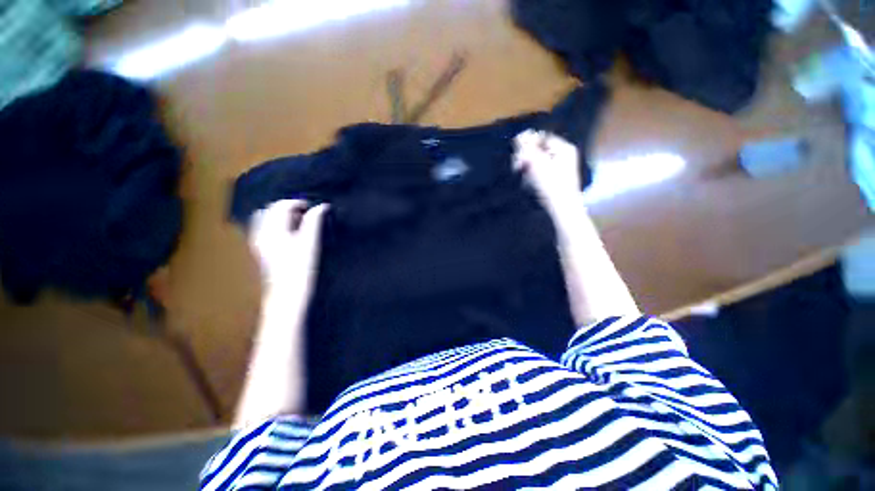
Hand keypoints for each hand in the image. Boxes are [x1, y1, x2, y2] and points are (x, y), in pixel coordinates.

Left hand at [248, 200, 328, 295]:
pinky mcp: (262, 251)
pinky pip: (264, 230)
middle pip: (271, 210)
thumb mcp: (311, 242)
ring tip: (299, 222)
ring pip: (266, 219)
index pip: (281, 205)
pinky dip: (276, 225)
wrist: (287, 294)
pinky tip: (289, 234)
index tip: (314, 208)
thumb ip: (315, 221)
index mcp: (272, 228)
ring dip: (281, 216)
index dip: (299, 203)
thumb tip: (322, 206)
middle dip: (288, 207)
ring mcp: (259, 242)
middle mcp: (261, 232)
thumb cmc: (301, 267)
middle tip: (307, 214)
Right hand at [513, 130, 580, 209]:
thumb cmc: (551, 185)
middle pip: (539, 149)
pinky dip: (532, 175)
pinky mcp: (555, 178)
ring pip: (537, 160)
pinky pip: (540, 170)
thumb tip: (519, 136)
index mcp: (564, 148)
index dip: (527, 144)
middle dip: (526, 157)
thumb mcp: (537, 165)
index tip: (517, 156)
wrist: (562, 209)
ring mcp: (560, 167)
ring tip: (523, 177)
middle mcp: (563, 155)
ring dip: (527, 167)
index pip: (541, 138)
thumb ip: (527, 149)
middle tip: (517, 167)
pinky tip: (528, 183)